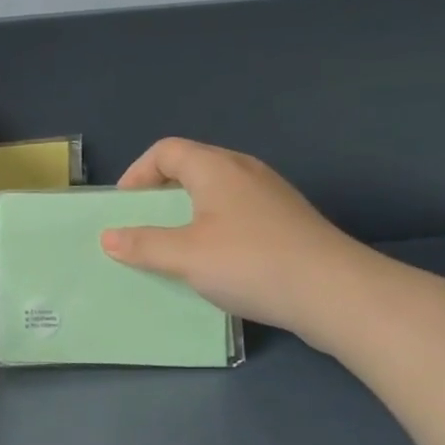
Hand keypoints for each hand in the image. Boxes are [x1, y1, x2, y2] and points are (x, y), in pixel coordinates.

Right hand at [99, 138, 375, 337]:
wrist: (336, 293)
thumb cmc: (251, 263)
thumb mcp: (185, 256)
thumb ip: (143, 245)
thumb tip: (108, 238)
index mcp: (216, 167)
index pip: (165, 150)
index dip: (137, 173)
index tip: (124, 209)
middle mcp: (244, 171)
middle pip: (191, 167)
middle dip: (159, 194)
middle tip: (142, 226)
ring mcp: (271, 195)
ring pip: (216, 192)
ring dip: (187, 214)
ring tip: (173, 246)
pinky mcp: (287, 222)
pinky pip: (237, 213)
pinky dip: (214, 228)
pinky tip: (214, 262)